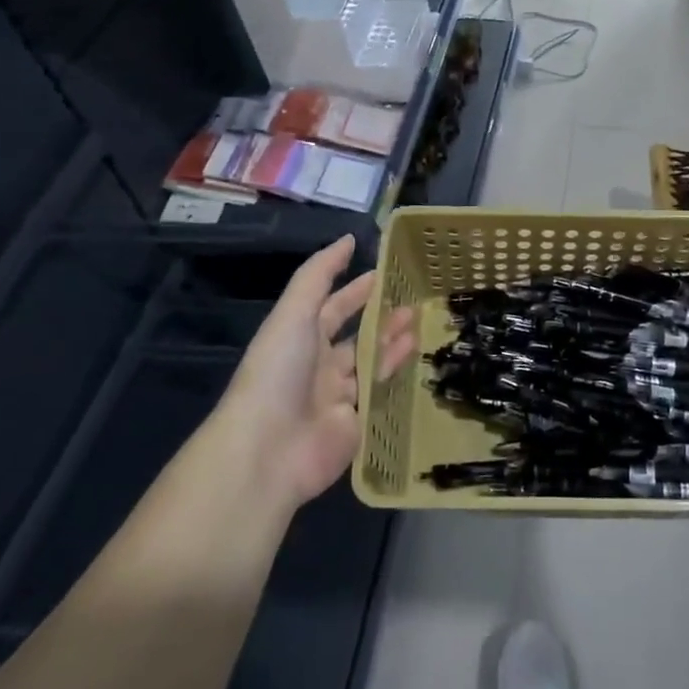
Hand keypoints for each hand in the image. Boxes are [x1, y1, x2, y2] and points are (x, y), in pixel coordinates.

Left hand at [225, 235, 418, 506]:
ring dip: (393, 340)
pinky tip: (417, 354)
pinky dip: (396, 373)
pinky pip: (379, 393)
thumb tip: (347, 239)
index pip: (332, 306)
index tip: (385, 272)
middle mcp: (318, 364)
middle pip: (355, 334)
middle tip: (415, 296)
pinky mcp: (356, 424)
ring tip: (421, 320)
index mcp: (299, 337)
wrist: (268, 449)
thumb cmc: (278, 371)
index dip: (356, 289)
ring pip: (370, 361)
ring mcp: (337, 396)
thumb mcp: (294, 312)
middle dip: (381, 315)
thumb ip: (320, 274)